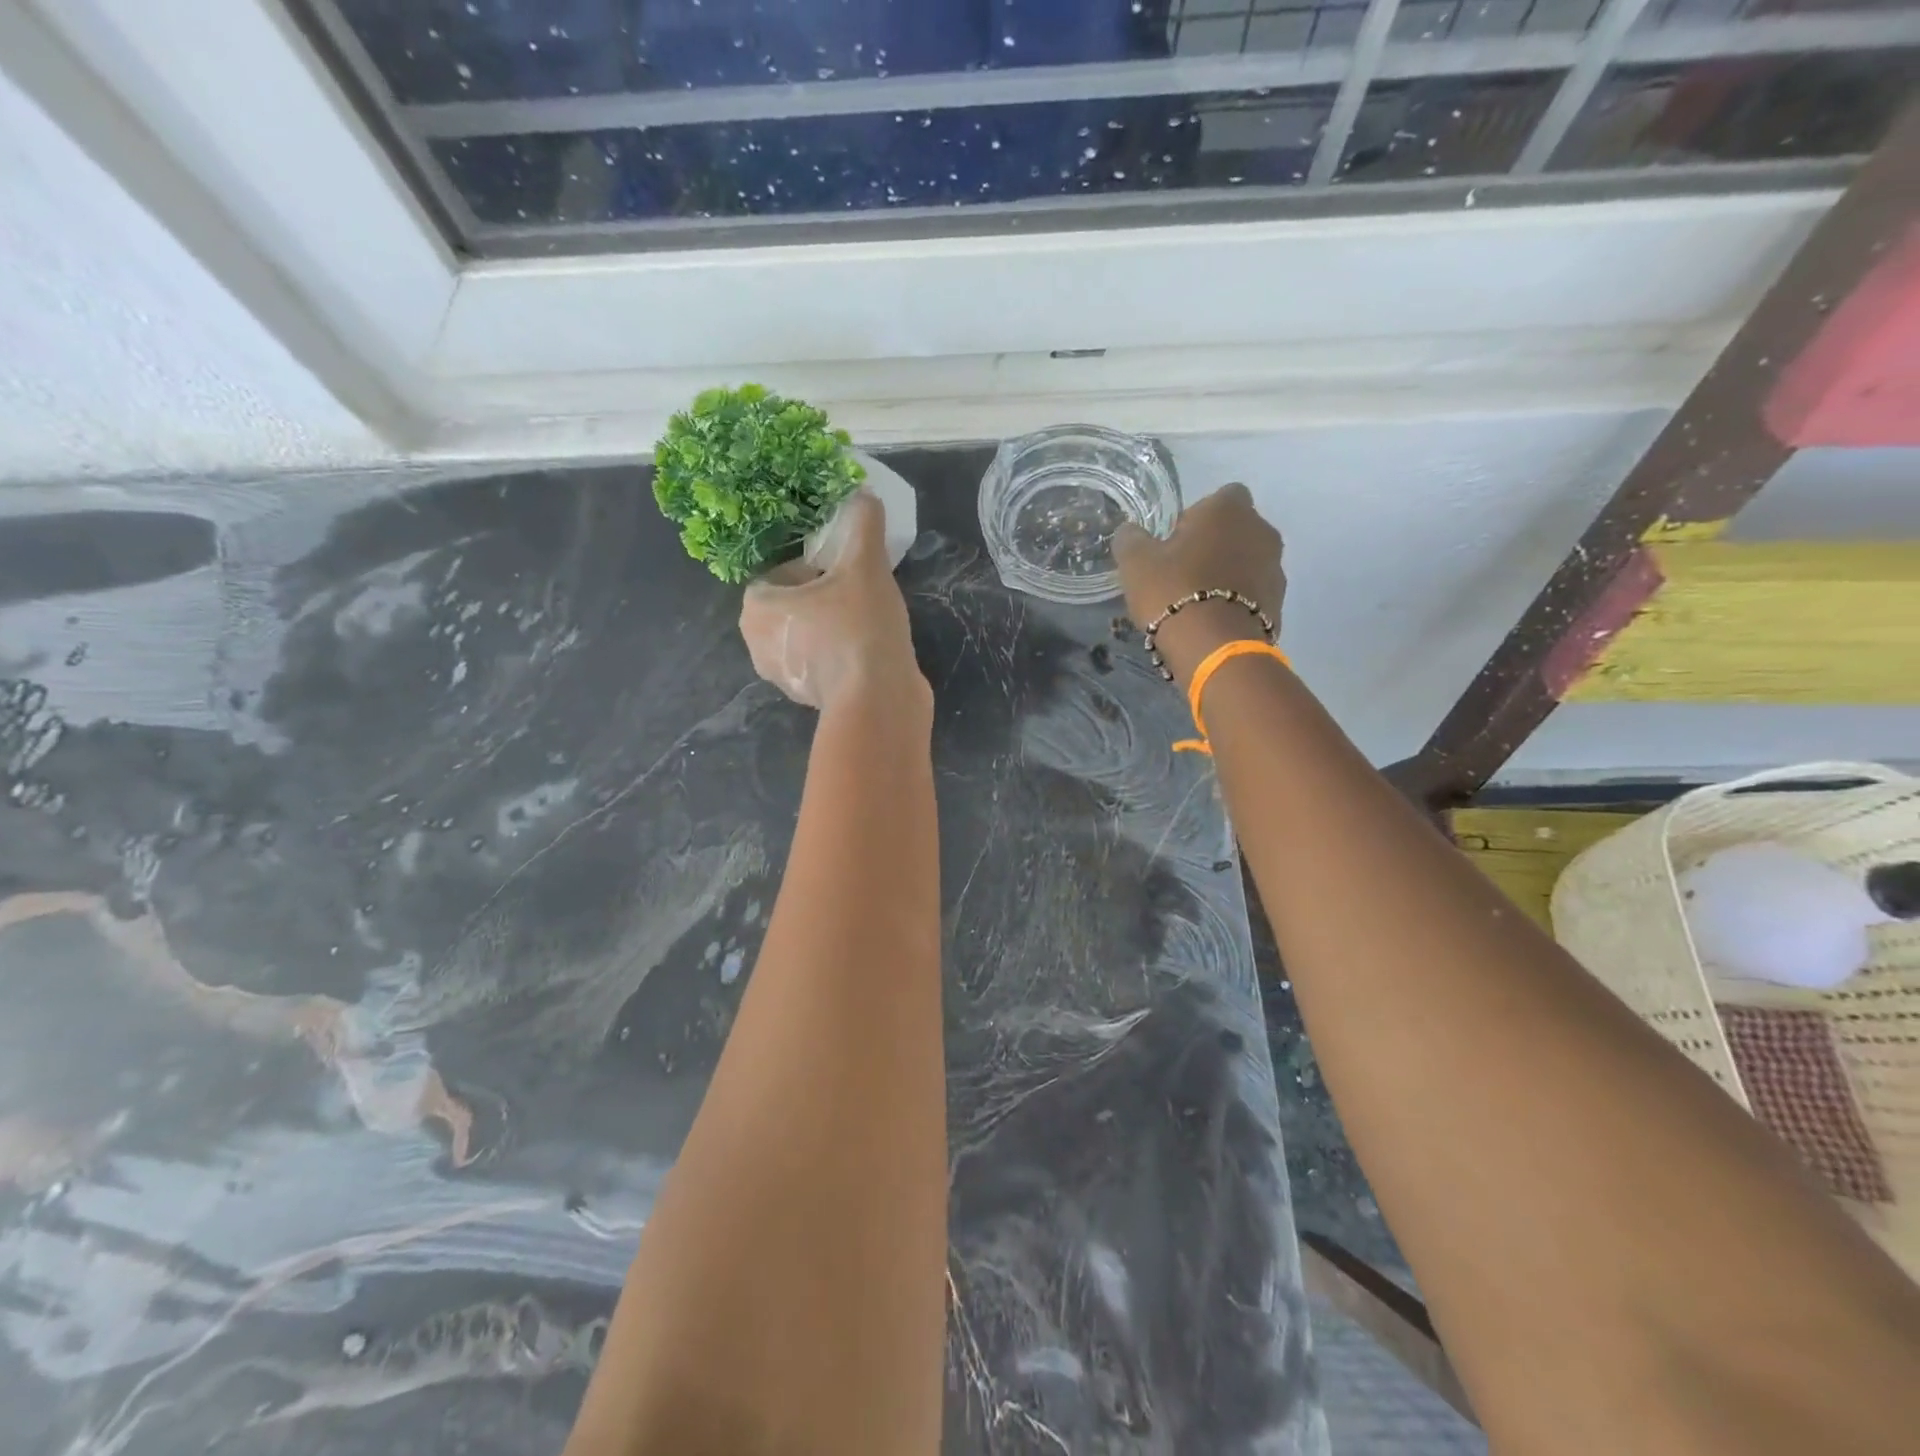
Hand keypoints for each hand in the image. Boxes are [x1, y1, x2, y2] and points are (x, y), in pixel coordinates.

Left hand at [739, 491, 926, 711]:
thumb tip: (864, 495)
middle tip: (858, 592)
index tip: (845, 570)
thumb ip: (863, 525)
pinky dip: (840, 652)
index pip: (780, 573)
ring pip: (808, 633)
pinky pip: (822, 661)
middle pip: (793, 604)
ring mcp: (783, 677)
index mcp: (757, 609)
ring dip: (832, 624)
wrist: (878, 700)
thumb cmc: (858, 627)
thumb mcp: (865, 565)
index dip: (814, 566)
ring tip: (868, 619)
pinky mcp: (810, 698)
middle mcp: (759, 645)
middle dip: (823, 595)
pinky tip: (870, 648)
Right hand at [1113, 483, 1285, 688]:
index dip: (1197, 517)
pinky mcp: (1279, 602)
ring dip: (1228, 573)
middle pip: (1236, 530)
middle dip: (1215, 545)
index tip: (1175, 542)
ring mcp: (1275, 567)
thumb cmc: (1173, 591)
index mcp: (1229, 509)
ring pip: (1247, 561)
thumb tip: (1131, 532)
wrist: (1213, 647)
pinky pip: (1254, 593)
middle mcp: (1261, 530)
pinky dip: (1238, 601)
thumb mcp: (1135, 562)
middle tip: (1183, 573)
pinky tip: (1213, 620)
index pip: (1220, 496)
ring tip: (1198, 601)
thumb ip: (1131, 538)